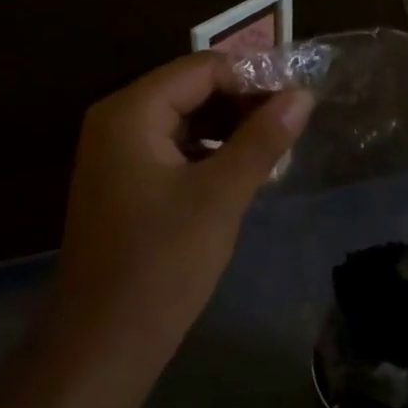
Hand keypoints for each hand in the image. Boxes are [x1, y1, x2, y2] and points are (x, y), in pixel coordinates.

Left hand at [55, 53, 313, 354]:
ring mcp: (115, 154)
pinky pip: (172, 150)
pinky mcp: (123, 184)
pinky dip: (208, 154)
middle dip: (242, 105)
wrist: (106, 339)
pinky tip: (241, 175)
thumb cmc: (163, 261)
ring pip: (184, 121)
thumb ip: (263, 139)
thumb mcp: (222, 195)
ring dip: (229, 130)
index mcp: (130, 113)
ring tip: (274, 152)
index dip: (253, 79)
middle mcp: (116, 122)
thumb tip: (302, 95)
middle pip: (190, 90)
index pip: (202, 69)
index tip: (298, 101)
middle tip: (291, 129)